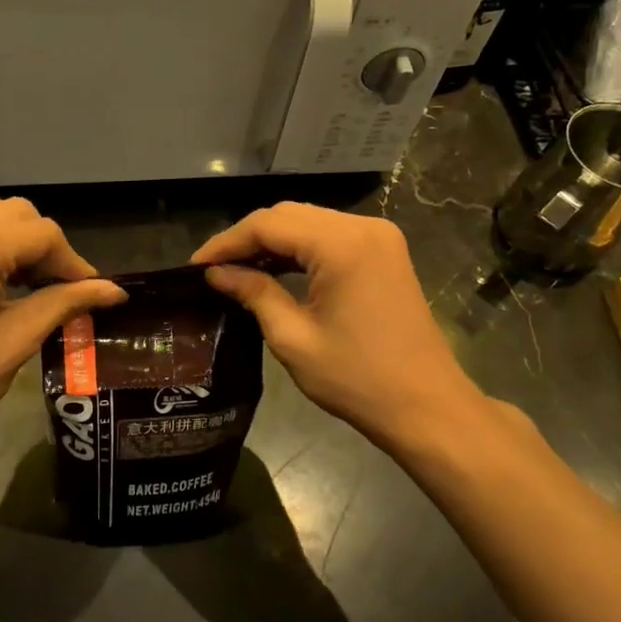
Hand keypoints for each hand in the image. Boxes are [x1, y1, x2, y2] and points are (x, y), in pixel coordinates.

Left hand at [0, 197, 124, 474]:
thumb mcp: (16, 342)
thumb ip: (64, 304)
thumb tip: (114, 291)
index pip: (40, 233)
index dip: (73, 261)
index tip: (93, 292)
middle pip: (16, 214)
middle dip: (47, 246)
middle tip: (64, 289)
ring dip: (21, 242)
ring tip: (36, 285)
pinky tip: (6, 282)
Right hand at [192, 203, 501, 453]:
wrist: (426, 406)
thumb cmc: (357, 379)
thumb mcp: (293, 338)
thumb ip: (254, 294)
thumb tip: (217, 274)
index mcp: (342, 244)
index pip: (268, 224)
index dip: (226, 242)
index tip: (195, 267)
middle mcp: (363, 227)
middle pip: (289, 215)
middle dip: (247, 238)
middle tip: (213, 269)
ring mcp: (379, 237)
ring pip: (309, 223)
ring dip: (272, 242)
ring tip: (236, 270)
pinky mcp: (385, 253)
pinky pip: (330, 237)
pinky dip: (299, 250)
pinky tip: (274, 270)